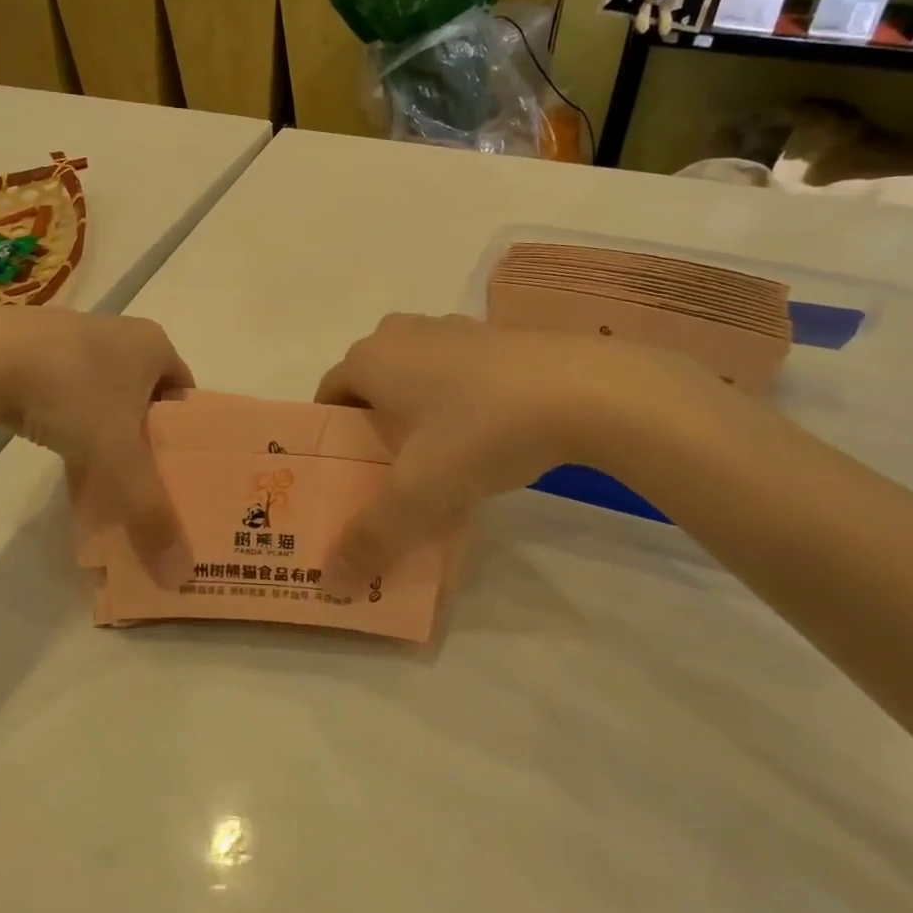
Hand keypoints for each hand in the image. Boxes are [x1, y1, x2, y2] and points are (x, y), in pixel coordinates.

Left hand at [0, 309, 193, 569]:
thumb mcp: (117, 459)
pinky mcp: (30, 346)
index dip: (185, 434)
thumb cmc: (72, 394)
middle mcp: (118, 332)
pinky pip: (64, 391)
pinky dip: (66, 422)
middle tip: (140, 480)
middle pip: (143, 396)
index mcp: (152, 345)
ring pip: (101, 395)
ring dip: (102, 433)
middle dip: (142, 439)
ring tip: (98, 476)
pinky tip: (56, 453)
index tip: (177, 471)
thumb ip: (150, 513)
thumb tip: (179, 576)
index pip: (184, 393)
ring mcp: (71, 335)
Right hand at [315, 314, 711, 580]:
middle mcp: (403, 333)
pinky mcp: (495, 335)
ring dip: (414, 407)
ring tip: (435, 456)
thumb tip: (333, 583)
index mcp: (371, 359)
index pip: (329, 394)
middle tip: (387, 470)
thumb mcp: (421, 494)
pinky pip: (454, 368)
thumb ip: (373, 537)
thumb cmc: (480, 431)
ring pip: (413, 371)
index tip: (345, 474)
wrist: (583, 390)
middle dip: (371, 422)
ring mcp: (452, 328)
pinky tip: (482, 434)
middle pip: (370, 381)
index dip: (330, 435)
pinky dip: (454, 396)